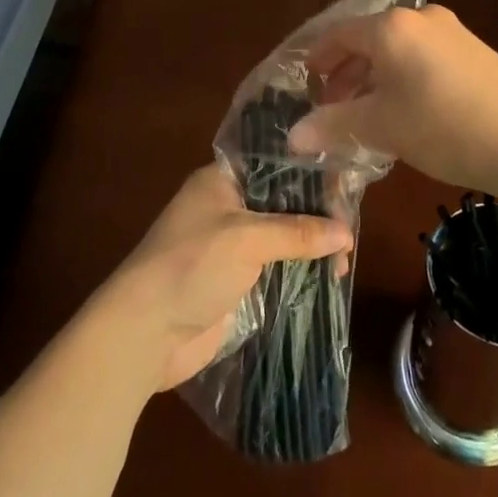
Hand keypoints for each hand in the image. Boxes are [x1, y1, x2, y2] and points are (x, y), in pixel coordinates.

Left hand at [102, 164, 351, 392]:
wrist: (145, 332)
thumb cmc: (192, 265)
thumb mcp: (247, 239)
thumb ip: (298, 232)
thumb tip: (347, 233)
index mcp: (222, 180)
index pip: (276, 163)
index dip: (311, 171)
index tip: (346, 186)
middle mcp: (229, 205)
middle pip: (283, 200)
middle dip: (317, 213)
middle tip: (352, 230)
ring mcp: (232, 244)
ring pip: (284, 235)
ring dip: (312, 245)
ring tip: (345, 261)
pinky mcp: (237, 279)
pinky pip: (277, 266)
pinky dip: (301, 270)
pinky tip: (329, 278)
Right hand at [289, 5, 497, 191]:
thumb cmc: (442, 127)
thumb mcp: (381, 127)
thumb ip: (332, 125)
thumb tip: (293, 136)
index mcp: (391, 27)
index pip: (338, 34)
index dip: (317, 60)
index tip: (305, 87)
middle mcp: (421, 18)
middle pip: (368, 40)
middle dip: (346, 73)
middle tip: (332, 108)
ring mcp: (453, 31)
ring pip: (398, 49)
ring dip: (375, 77)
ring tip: (367, 114)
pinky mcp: (475, 50)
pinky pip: (424, 56)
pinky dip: (404, 77)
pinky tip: (408, 111)